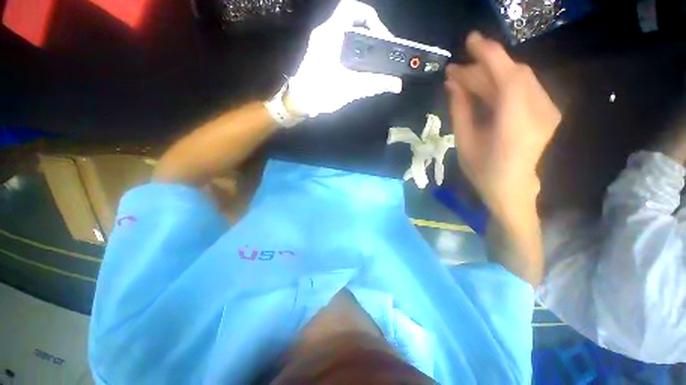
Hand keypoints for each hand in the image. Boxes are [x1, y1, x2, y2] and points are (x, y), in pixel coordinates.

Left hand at [287, 0, 402, 116]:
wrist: (299, 103)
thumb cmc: (321, 93)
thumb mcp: (350, 88)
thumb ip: (374, 84)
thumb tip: (396, 84)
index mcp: (330, 34)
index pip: (352, 9)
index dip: (370, 18)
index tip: (381, 36)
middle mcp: (324, 34)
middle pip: (351, 21)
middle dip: (369, 33)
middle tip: (380, 51)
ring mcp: (321, 45)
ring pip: (346, 34)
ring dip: (361, 45)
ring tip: (372, 62)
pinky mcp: (320, 56)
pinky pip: (340, 46)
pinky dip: (353, 53)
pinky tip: (358, 69)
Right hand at [445, 32, 560, 218]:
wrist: (512, 189)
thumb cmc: (483, 171)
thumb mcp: (464, 142)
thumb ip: (460, 109)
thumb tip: (452, 82)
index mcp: (516, 124)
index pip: (507, 77)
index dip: (489, 55)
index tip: (470, 40)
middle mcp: (539, 112)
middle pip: (512, 75)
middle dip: (482, 69)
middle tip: (455, 74)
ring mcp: (547, 110)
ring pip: (519, 78)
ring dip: (491, 76)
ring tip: (465, 82)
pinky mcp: (547, 111)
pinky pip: (524, 88)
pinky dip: (502, 84)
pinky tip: (484, 90)